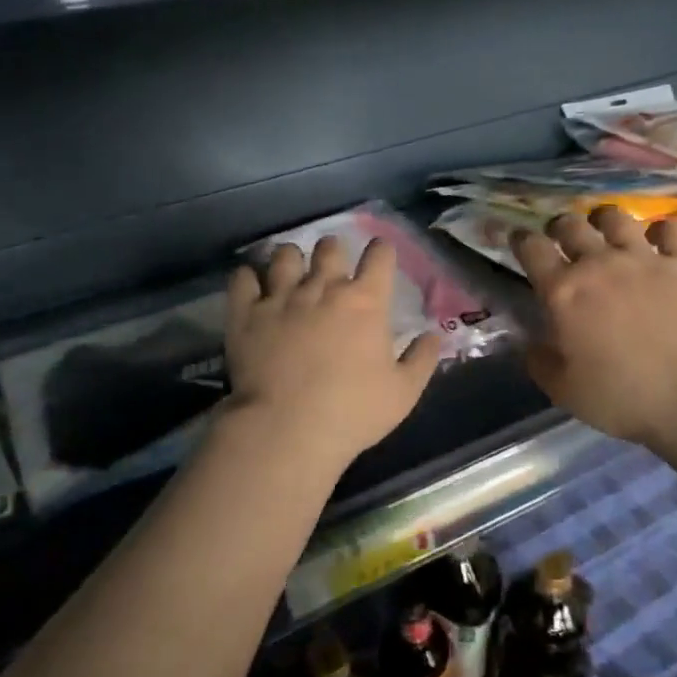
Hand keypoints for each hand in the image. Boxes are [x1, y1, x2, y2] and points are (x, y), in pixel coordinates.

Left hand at [224, 237, 441, 467]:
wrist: (287, 429)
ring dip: (292, 260)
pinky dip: (248, 277)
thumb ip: (421, 359)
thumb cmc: (352, 412)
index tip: (380, 255)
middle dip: (333, 251)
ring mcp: (281, 297)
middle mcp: (323, 288)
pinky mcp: (246, 314)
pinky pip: (243, 278)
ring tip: (291, 273)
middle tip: (332, 268)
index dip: (381, 250)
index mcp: (365, 301)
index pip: (379, 256)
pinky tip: (252, 285)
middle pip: (329, 247)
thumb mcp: (403, 393)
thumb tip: (433, 335)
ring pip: (285, 255)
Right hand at [512, 207, 676, 447]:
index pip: (532, 248)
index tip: (519, 240)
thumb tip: (531, 343)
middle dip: (560, 226)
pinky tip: (658, 240)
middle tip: (562, 238)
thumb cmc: (620, 397)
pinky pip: (669, 229)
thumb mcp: (563, 390)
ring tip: (605, 228)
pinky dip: (660, 231)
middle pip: (570, 225)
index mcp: (563, 292)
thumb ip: (539, 361)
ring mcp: (643, 259)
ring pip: (616, 218)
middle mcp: (598, 264)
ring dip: (604, 219)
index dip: (521, 239)